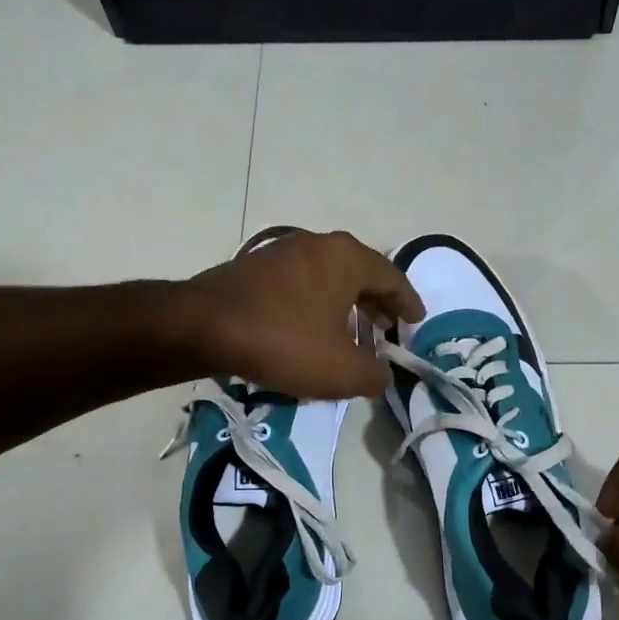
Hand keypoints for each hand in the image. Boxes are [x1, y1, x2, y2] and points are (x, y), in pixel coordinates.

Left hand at [181, 230, 423, 399]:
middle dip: (377, 302)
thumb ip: (375, 375)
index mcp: (347, 258)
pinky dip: (317, 303)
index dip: (408, 303)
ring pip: (329, 276)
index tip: (416, 322)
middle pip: (360, 272)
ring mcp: (283, 251)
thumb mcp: (342, 372)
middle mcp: (318, 244)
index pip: (392, 278)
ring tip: (352, 332)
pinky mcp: (254, 266)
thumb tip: (383, 374)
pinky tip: (312, 329)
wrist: (201, 327)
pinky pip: (301, 283)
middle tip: (388, 327)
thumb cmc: (284, 342)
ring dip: (346, 303)